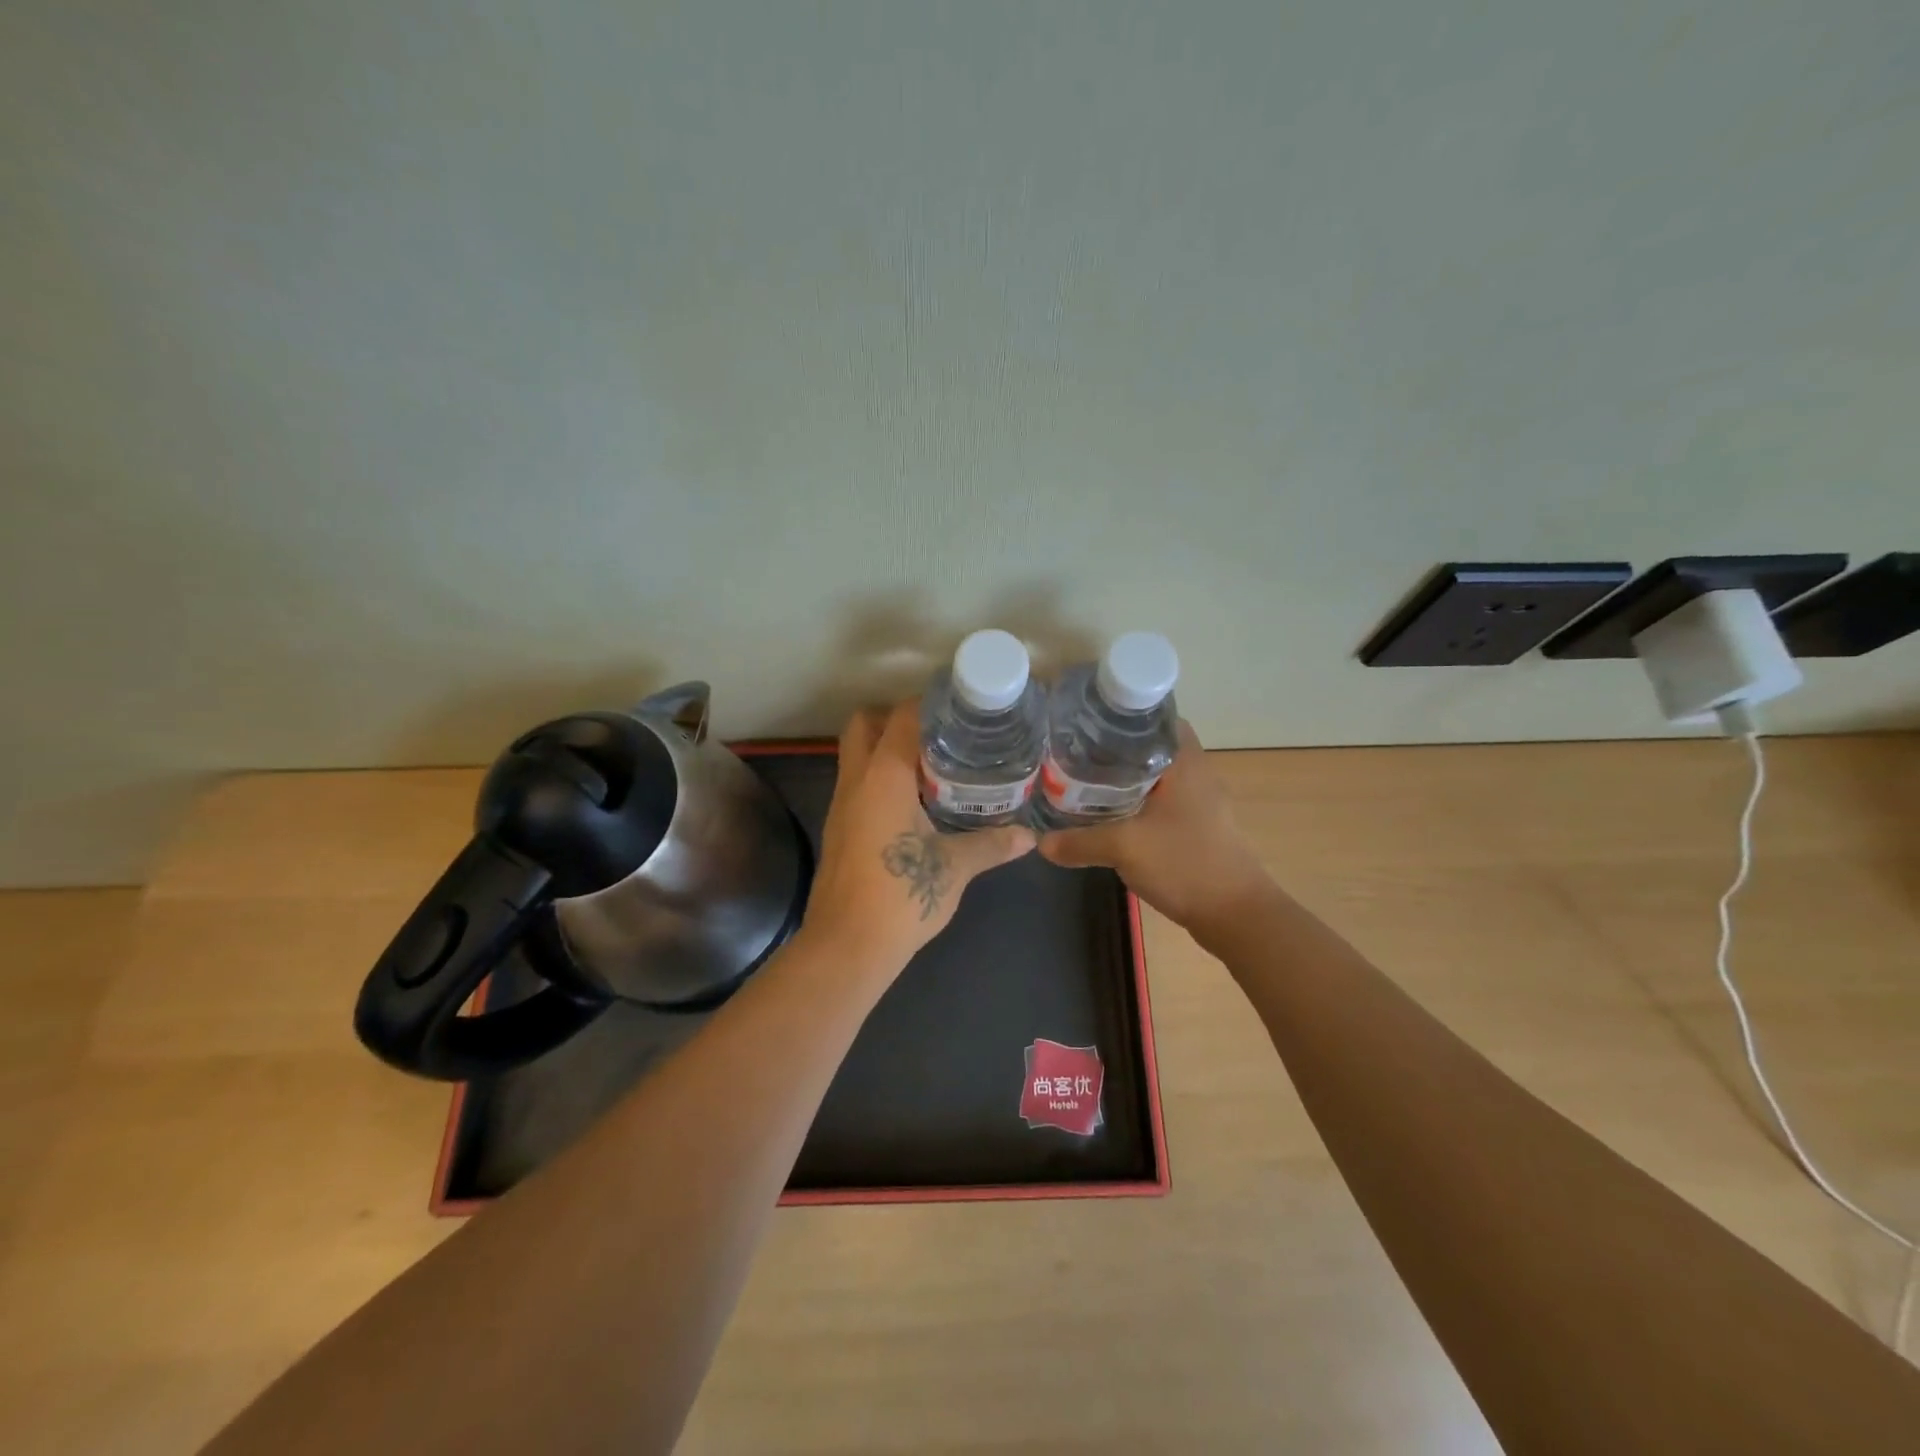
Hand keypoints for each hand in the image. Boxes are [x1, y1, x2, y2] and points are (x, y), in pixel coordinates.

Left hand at [801, 701, 1036, 969]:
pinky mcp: (838, 830)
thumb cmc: (901, 895)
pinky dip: (880, 780)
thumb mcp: (955, 867)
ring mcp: (841, 806)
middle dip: (894, 719)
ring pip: (856, 756)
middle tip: (937, 734)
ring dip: (886, 751)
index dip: (927, 704)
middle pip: (863, 725)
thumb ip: (991, 844)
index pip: (900, 717)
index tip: (958, 707)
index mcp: (883, 776)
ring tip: (932, 764)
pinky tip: (913, 803)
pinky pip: (857, 785)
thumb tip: (1028, 837)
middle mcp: (855, 781)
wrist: (847, 946)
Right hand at [1038, 721, 1270, 929]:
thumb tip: (1040, 842)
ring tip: (1082, 781)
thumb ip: (1079, 842)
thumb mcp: (1124, 848)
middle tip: (1075, 752)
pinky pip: (1158, 803)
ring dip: (1123, 779)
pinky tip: (1108, 816)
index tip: (1087, 722)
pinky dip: (1134, 804)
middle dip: (1113, 749)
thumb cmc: (1185, 864)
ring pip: (1153, 778)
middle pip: (1150, 747)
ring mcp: (1198, 803)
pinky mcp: (1196, 828)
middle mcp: (1195, 774)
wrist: (1236, 915)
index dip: (1122, 716)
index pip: (1155, 717)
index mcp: (1185, 762)